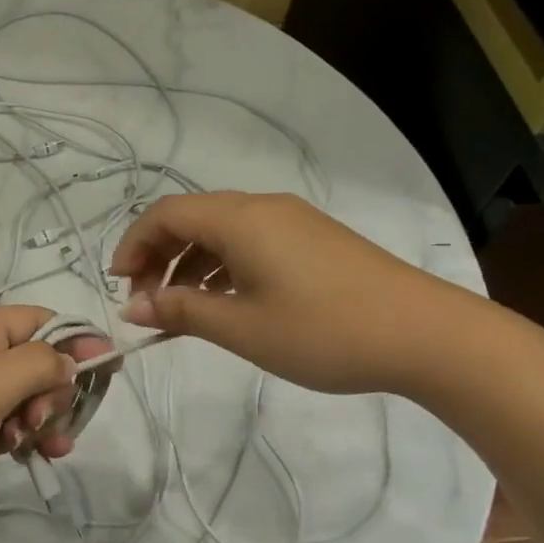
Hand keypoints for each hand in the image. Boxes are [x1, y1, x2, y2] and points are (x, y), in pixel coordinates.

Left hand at [0, 306, 113, 534]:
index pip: (39, 321)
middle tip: (45, 419)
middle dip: (55, 388)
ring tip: (47, 445)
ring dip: (44, 418)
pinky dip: (24, 437)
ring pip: (24, 397)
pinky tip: (34, 455)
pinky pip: (6, 426)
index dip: (76, 340)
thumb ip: (36, 365)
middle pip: (35, 361)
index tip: (110, 368)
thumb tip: (71, 360)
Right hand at [109, 191, 472, 395]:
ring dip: (190, 261)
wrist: (424, 334)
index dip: (133, 244)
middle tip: (147, 301)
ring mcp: (293, 221)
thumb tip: (132, 307)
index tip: (119, 286)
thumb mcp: (241, 328)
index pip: (166, 214)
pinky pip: (250, 241)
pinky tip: (224, 300)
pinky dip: (222, 265)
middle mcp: (263, 208)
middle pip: (191, 216)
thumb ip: (181, 312)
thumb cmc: (323, 331)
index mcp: (240, 219)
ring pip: (221, 230)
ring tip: (181, 307)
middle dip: (158, 254)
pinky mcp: (313, 240)